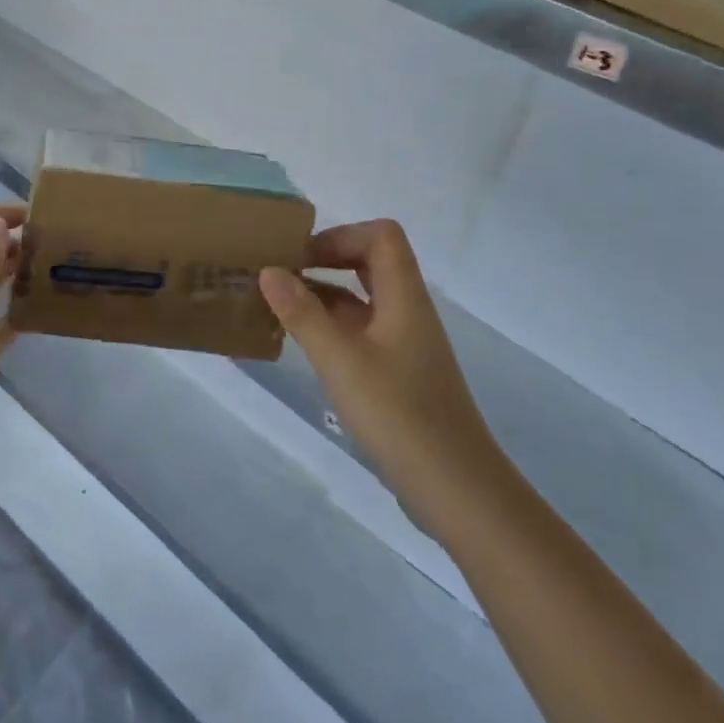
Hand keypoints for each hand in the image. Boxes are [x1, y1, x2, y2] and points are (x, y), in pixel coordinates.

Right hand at [259, 220, 507, 537]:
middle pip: (371, 261)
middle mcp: (407, 311)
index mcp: (404, 297)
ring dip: (323, 295)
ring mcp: (404, 343)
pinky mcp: (397, 372)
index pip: (381, 236)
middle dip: (326, 260)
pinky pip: (361, 330)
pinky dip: (330, 326)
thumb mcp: (340, 361)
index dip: (340, 236)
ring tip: (278, 306)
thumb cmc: (398, 414)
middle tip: (281, 274)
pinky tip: (301, 343)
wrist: (455, 486)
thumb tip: (269, 270)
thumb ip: (302, 314)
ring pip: (362, 299)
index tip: (299, 257)